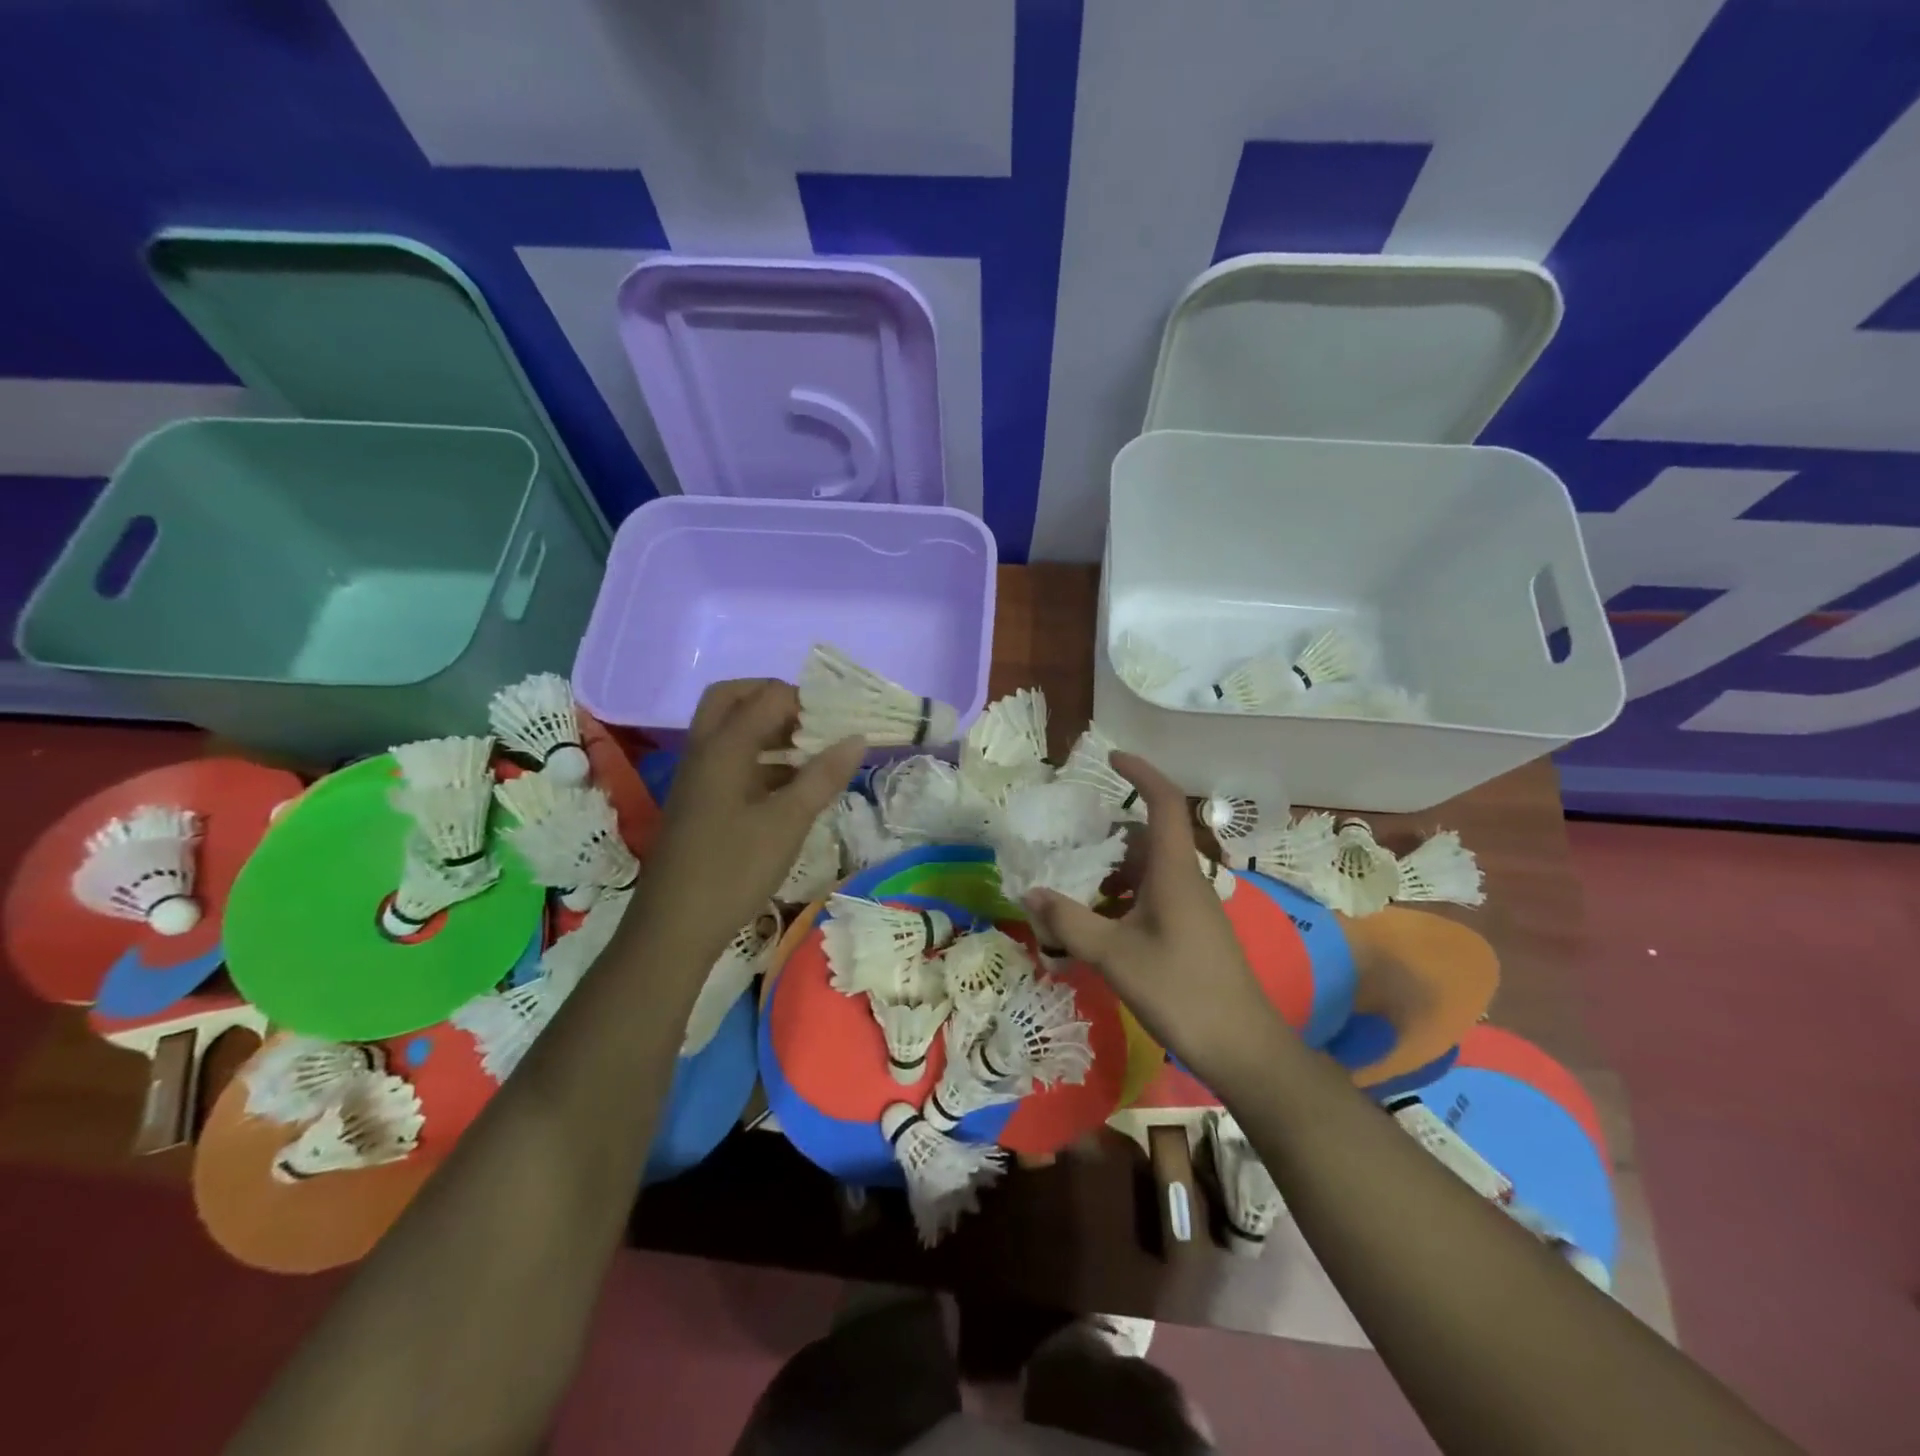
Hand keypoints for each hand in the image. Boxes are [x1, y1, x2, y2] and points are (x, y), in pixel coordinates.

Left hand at [634, 680, 863, 962]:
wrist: (675, 927)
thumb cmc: (733, 869)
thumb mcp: (788, 822)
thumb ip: (823, 776)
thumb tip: (857, 738)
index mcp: (724, 747)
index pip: (768, 696)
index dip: (807, 700)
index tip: (840, 719)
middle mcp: (705, 750)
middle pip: (734, 698)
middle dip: (775, 700)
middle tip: (814, 720)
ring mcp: (698, 776)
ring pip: (730, 730)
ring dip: (769, 730)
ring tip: (813, 751)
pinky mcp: (699, 800)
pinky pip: (730, 760)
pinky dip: (760, 759)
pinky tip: (792, 786)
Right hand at [1022, 751, 1289, 1089]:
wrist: (1242, 1046)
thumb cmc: (1179, 990)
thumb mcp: (1114, 955)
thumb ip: (1069, 921)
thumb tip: (1030, 893)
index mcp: (1175, 871)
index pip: (1164, 803)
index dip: (1141, 774)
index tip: (1112, 759)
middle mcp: (1188, 880)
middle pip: (1150, 837)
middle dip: (1110, 834)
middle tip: (1072, 841)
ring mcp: (1194, 907)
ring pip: (1150, 869)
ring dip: (1115, 870)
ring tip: (1076, 885)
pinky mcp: (1193, 931)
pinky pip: (1155, 896)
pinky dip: (1125, 896)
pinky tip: (1101, 923)